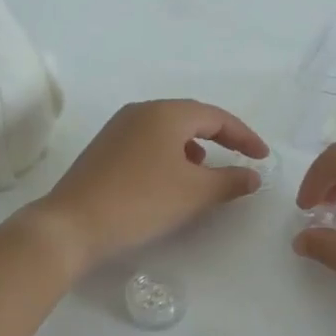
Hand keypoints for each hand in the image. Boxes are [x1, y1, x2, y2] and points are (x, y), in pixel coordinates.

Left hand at [37, 99, 269, 271]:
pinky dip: (169, 154)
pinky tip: (170, 179)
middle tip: (242, 157)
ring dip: (193, 146)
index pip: (216, 116)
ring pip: (168, 130)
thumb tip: (253, 175)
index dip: (244, 136)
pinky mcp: (105, 147)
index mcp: (165, 113)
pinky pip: (148, 141)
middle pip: (191, 117)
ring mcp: (119, 127)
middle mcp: (141, 111)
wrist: (71, 224)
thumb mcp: (193, 193)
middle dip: (220, 137)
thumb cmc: (140, 202)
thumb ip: (230, 181)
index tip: (263, 157)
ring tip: (205, 171)